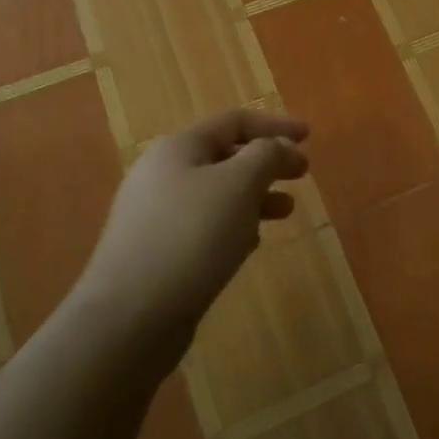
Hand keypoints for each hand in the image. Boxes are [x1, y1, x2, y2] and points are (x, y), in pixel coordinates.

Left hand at [81, 108, 309, 357]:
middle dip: (267, 162)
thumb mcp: (239, 185)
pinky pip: (204, 225)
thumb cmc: (192, 236)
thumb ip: (266, 155)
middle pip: (225, 156)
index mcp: (178, 148)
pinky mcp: (156, 252)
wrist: (130, 317)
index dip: (274, 125)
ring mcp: (155, 215)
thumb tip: (277, 146)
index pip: (233, 122)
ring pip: (217, 193)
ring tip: (287, 211)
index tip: (309, 136)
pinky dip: (234, 224)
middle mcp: (161, 174)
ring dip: (255, 196)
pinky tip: (251, 244)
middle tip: (303, 173)